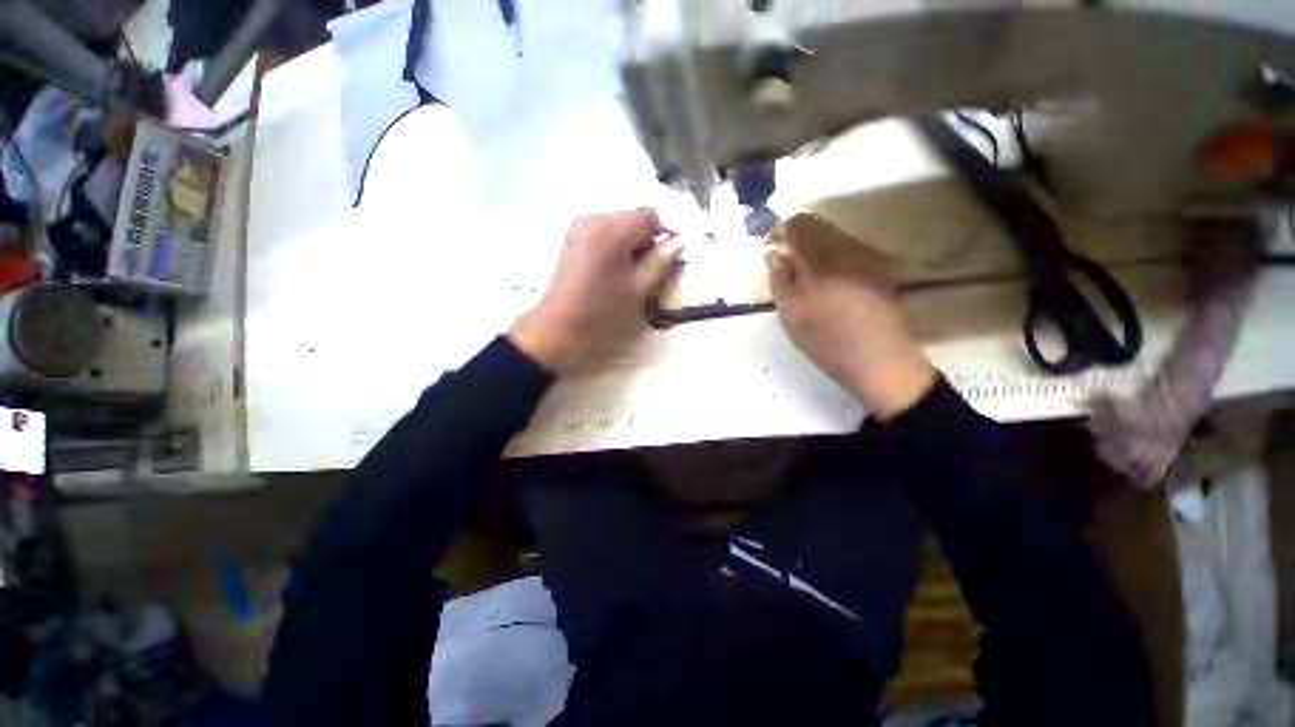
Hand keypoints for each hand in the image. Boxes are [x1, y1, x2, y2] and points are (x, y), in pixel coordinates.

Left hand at [509, 210, 681, 374]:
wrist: (557, 328)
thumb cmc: (600, 312)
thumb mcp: (638, 289)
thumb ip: (661, 262)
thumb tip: (680, 243)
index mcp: (610, 229)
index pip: (650, 216)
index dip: (667, 234)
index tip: (676, 256)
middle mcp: (593, 219)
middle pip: (634, 219)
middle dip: (650, 241)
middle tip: (657, 271)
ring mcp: (579, 227)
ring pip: (620, 226)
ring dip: (635, 245)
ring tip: (637, 274)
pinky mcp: (573, 239)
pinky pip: (605, 233)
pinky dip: (618, 247)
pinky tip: (618, 271)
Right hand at [766, 214, 935, 419]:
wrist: (879, 359)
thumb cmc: (827, 341)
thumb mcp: (792, 315)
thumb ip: (779, 280)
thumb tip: (772, 254)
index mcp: (821, 260)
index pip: (798, 227)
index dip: (780, 231)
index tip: (769, 245)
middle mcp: (847, 249)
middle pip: (818, 226)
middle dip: (797, 236)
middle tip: (784, 258)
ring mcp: (867, 257)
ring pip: (834, 235)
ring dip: (814, 244)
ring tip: (803, 269)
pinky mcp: (879, 268)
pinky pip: (849, 248)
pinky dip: (831, 253)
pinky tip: (827, 276)